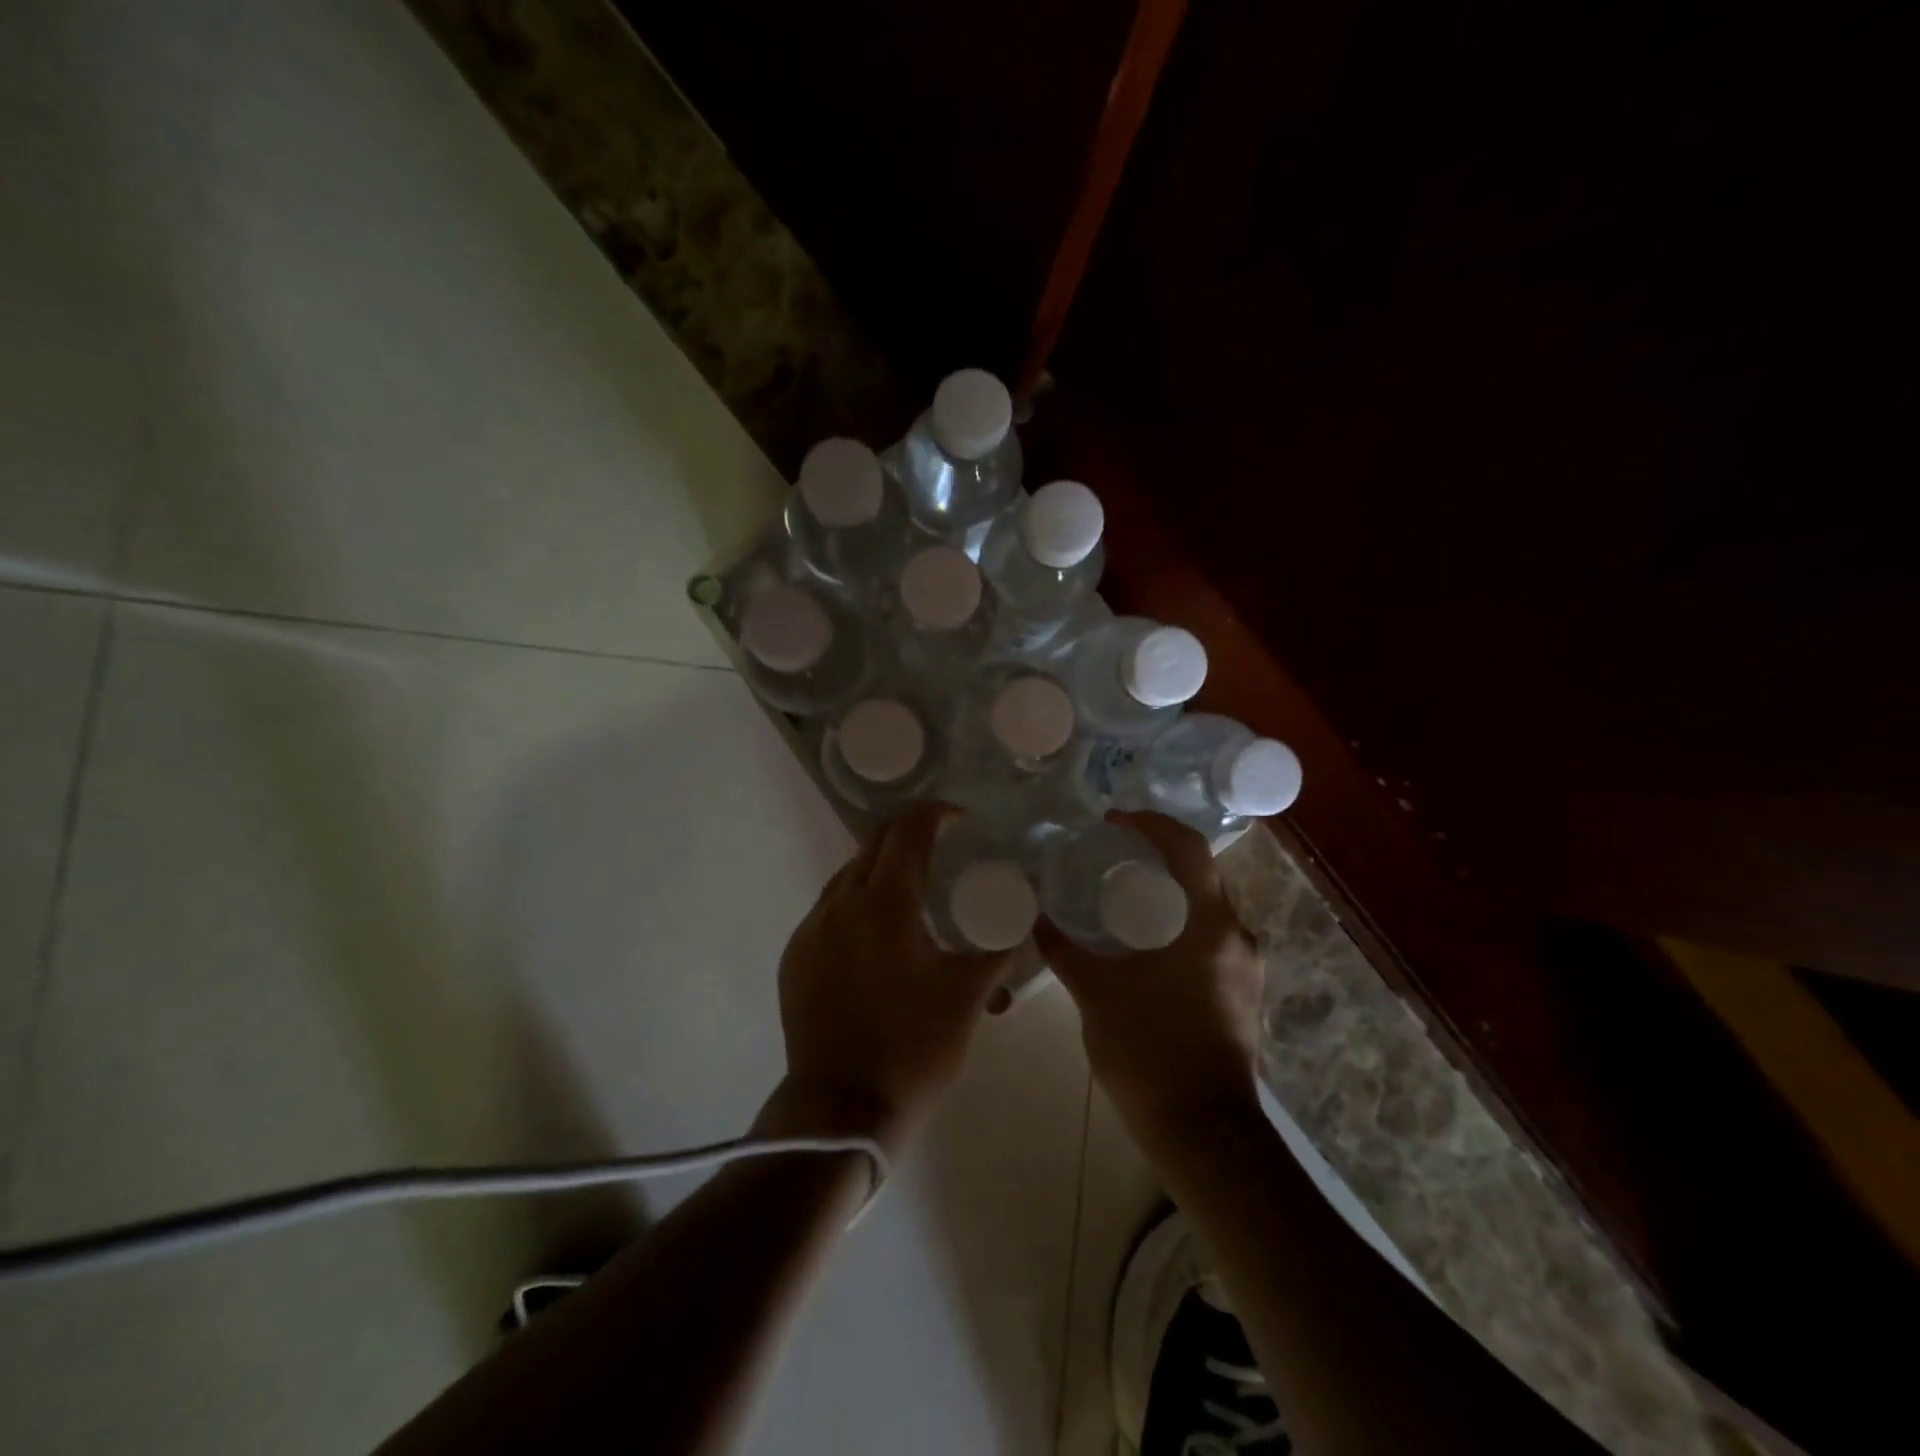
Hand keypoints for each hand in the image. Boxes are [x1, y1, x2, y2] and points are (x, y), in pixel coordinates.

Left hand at [767, 802, 1013, 1155]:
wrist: (840, 1108)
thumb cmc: (914, 1048)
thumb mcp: (969, 996)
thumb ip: (997, 948)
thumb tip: (1019, 920)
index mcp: (887, 904)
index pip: (908, 831)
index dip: (935, 814)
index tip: (959, 819)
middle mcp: (842, 903)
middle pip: (874, 843)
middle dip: (908, 834)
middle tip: (940, 847)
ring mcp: (812, 929)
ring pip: (848, 875)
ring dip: (881, 869)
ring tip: (911, 891)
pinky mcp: (796, 955)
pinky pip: (829, 909)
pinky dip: (857, 902)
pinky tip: (876, 934)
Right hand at [1035, 812, 1263, 1142]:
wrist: (1203, 1132)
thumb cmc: (1148, 1051)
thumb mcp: (1095, 994)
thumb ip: (1064, 948)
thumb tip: (1034, 915)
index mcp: (1207, 924)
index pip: (1188, 848)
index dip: (1152, 824)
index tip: (1114, 821)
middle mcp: (1236, 936)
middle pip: (1200, 874)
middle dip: (1158, 857)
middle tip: (1112, 857)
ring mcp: (1246, 967)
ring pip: (1207, 908)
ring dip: (1169, 893)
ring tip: (1123, 898)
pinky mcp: (1243, 993)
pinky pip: (1211, 938)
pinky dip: (1179, 925)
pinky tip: (1145, 944)